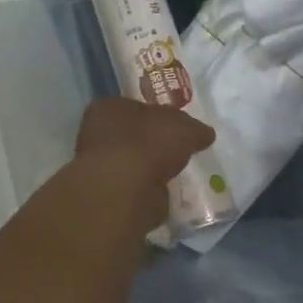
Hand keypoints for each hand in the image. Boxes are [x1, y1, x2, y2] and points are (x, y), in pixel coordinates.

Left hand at [74, 97, 215, 219]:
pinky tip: (162, 194)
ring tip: (174, 176)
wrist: (124, 188)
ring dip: (150, 170)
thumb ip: (195, 129)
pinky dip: (147, 191)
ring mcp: (99, 167)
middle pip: (133, 136)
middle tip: (178, 152)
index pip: (137, 107)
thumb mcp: (184, 128)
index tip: (178, 128)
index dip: (159, 116)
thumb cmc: (150, 144)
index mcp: (110, 108)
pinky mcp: (107, 195)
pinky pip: (134, 188)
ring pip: (132, 163)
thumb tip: (204, 134)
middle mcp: (97, 134)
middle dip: (154, 144)